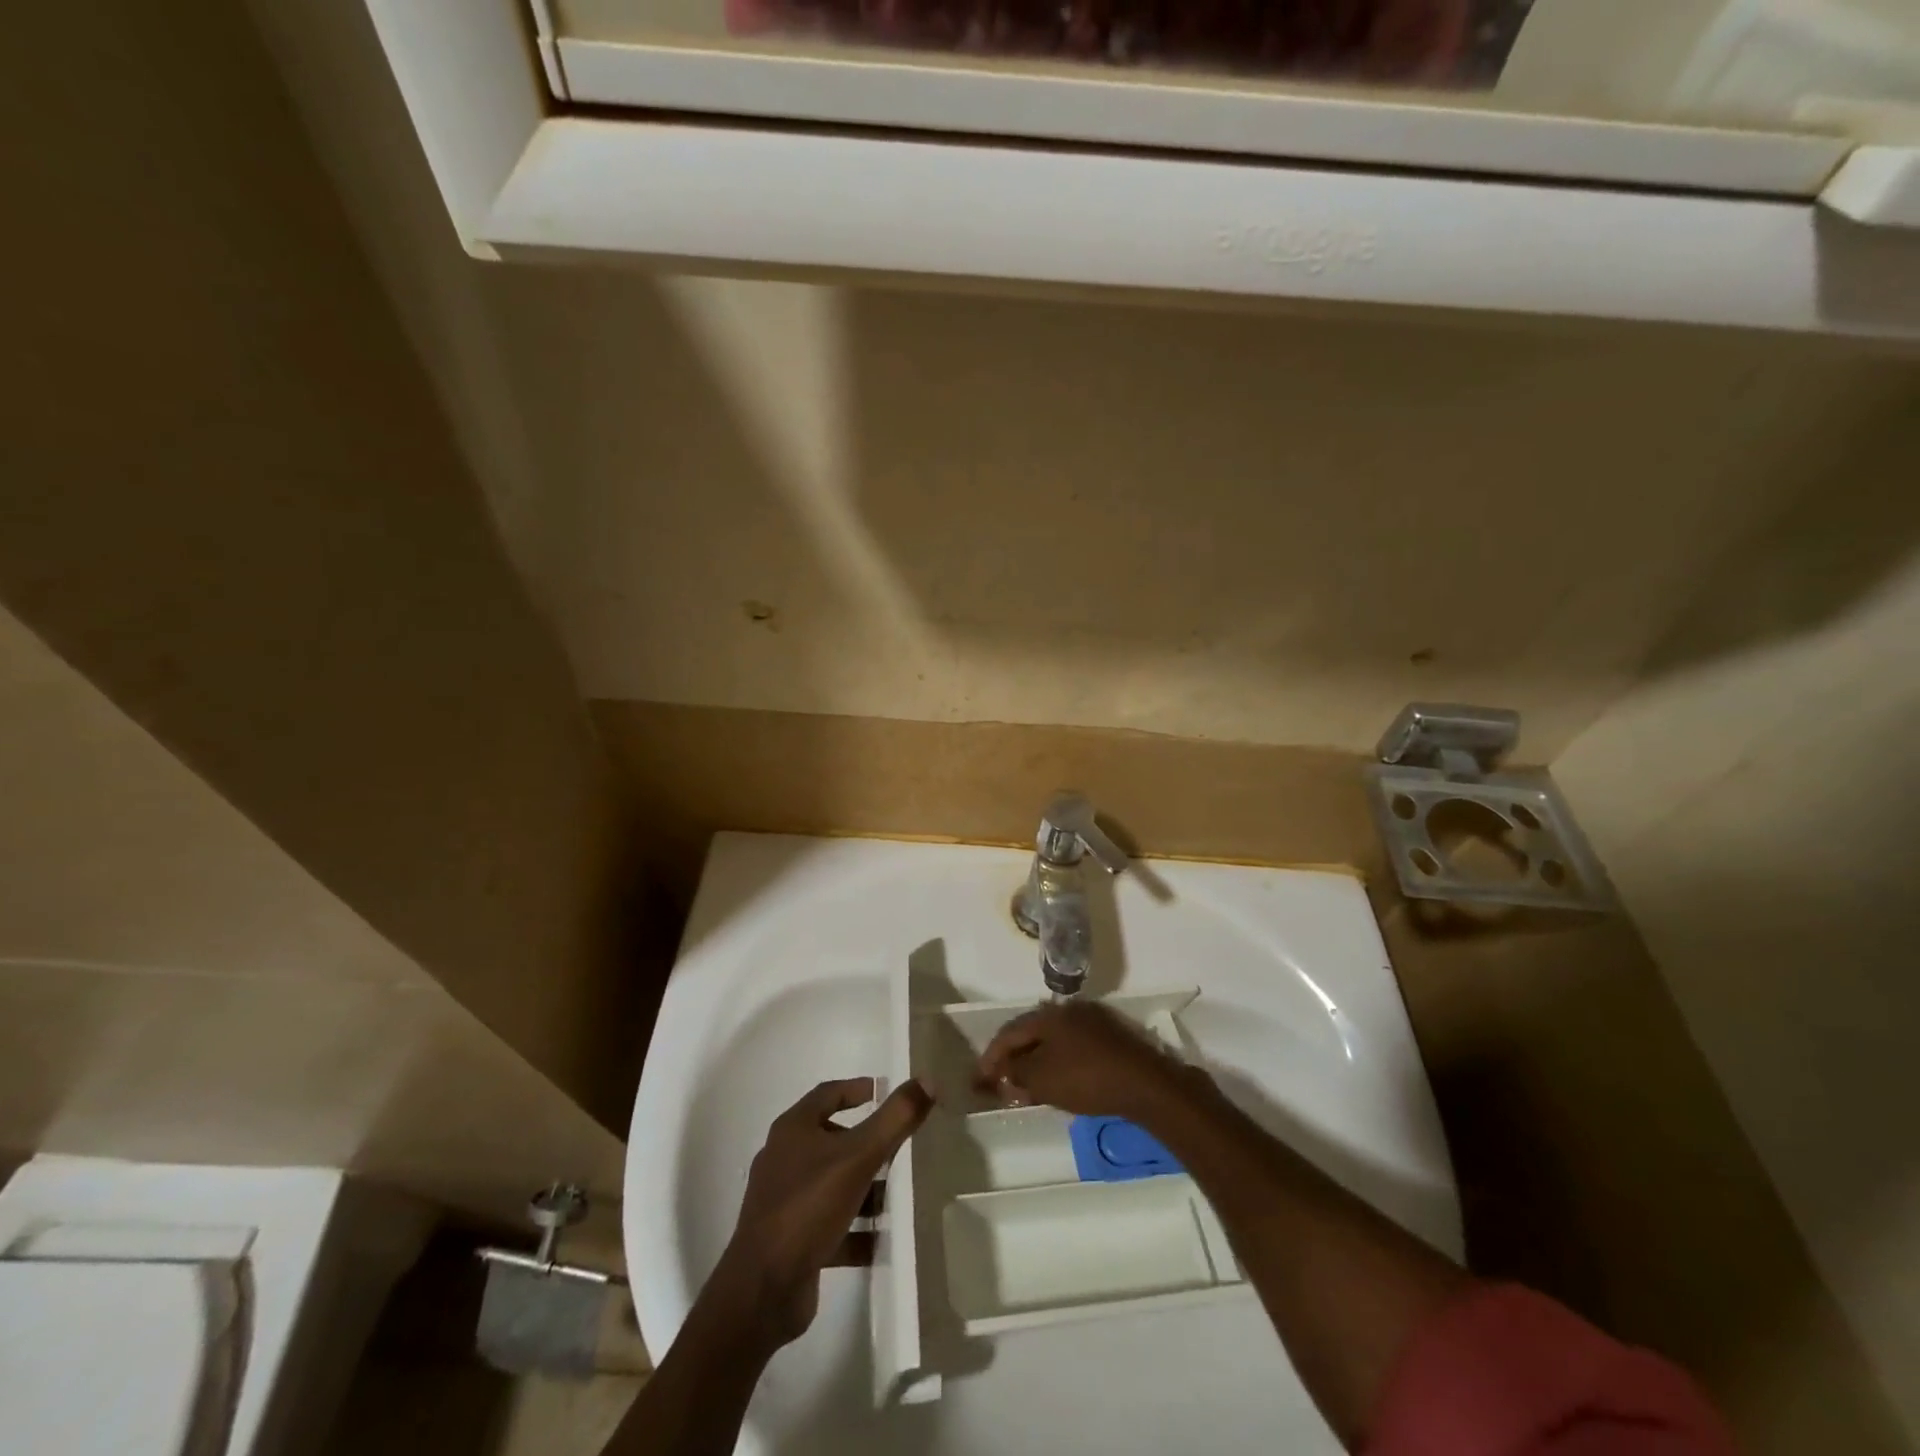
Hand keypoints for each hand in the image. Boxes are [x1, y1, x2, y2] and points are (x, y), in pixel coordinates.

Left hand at [715, 1077, 932, 1347]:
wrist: (762, 1291)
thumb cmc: (808, 1207)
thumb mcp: (859, 1156)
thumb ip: (895, 1118)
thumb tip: (927, 1080)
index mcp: (793, 1130)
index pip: (828, 1094)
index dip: (857, 1089)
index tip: (885, 1093)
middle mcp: (784, 1159)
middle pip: (832, 1139)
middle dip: (867, 1143)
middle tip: (900, 1147)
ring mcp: (784, 1202)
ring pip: (833, 1183)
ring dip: (864, 1188)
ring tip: (898, 1197)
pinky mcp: (790, 1241)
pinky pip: (830, 1225)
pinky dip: (856, 1229)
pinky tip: (883, 1240)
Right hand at [975, 1001, 1204, 1122]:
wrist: (1144, 1083)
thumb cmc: (1086, 1078)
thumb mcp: (1042, 1080)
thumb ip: (1016, 1074)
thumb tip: (1003, 1073)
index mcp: (1046, 1015)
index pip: (1008, 1033)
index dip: (990, 1058)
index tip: (977, 1082)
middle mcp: (1066, 1011)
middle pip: (1029, 1033)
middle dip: (1012, 1058)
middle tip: (999, 1082)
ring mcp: (1089, 1021)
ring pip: (1050, 1041)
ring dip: (1033, 1061)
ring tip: (1024, 1085)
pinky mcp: (1107, 1037)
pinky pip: (1069, 1047)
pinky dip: (1055, 1062)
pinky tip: (1054, 1081)